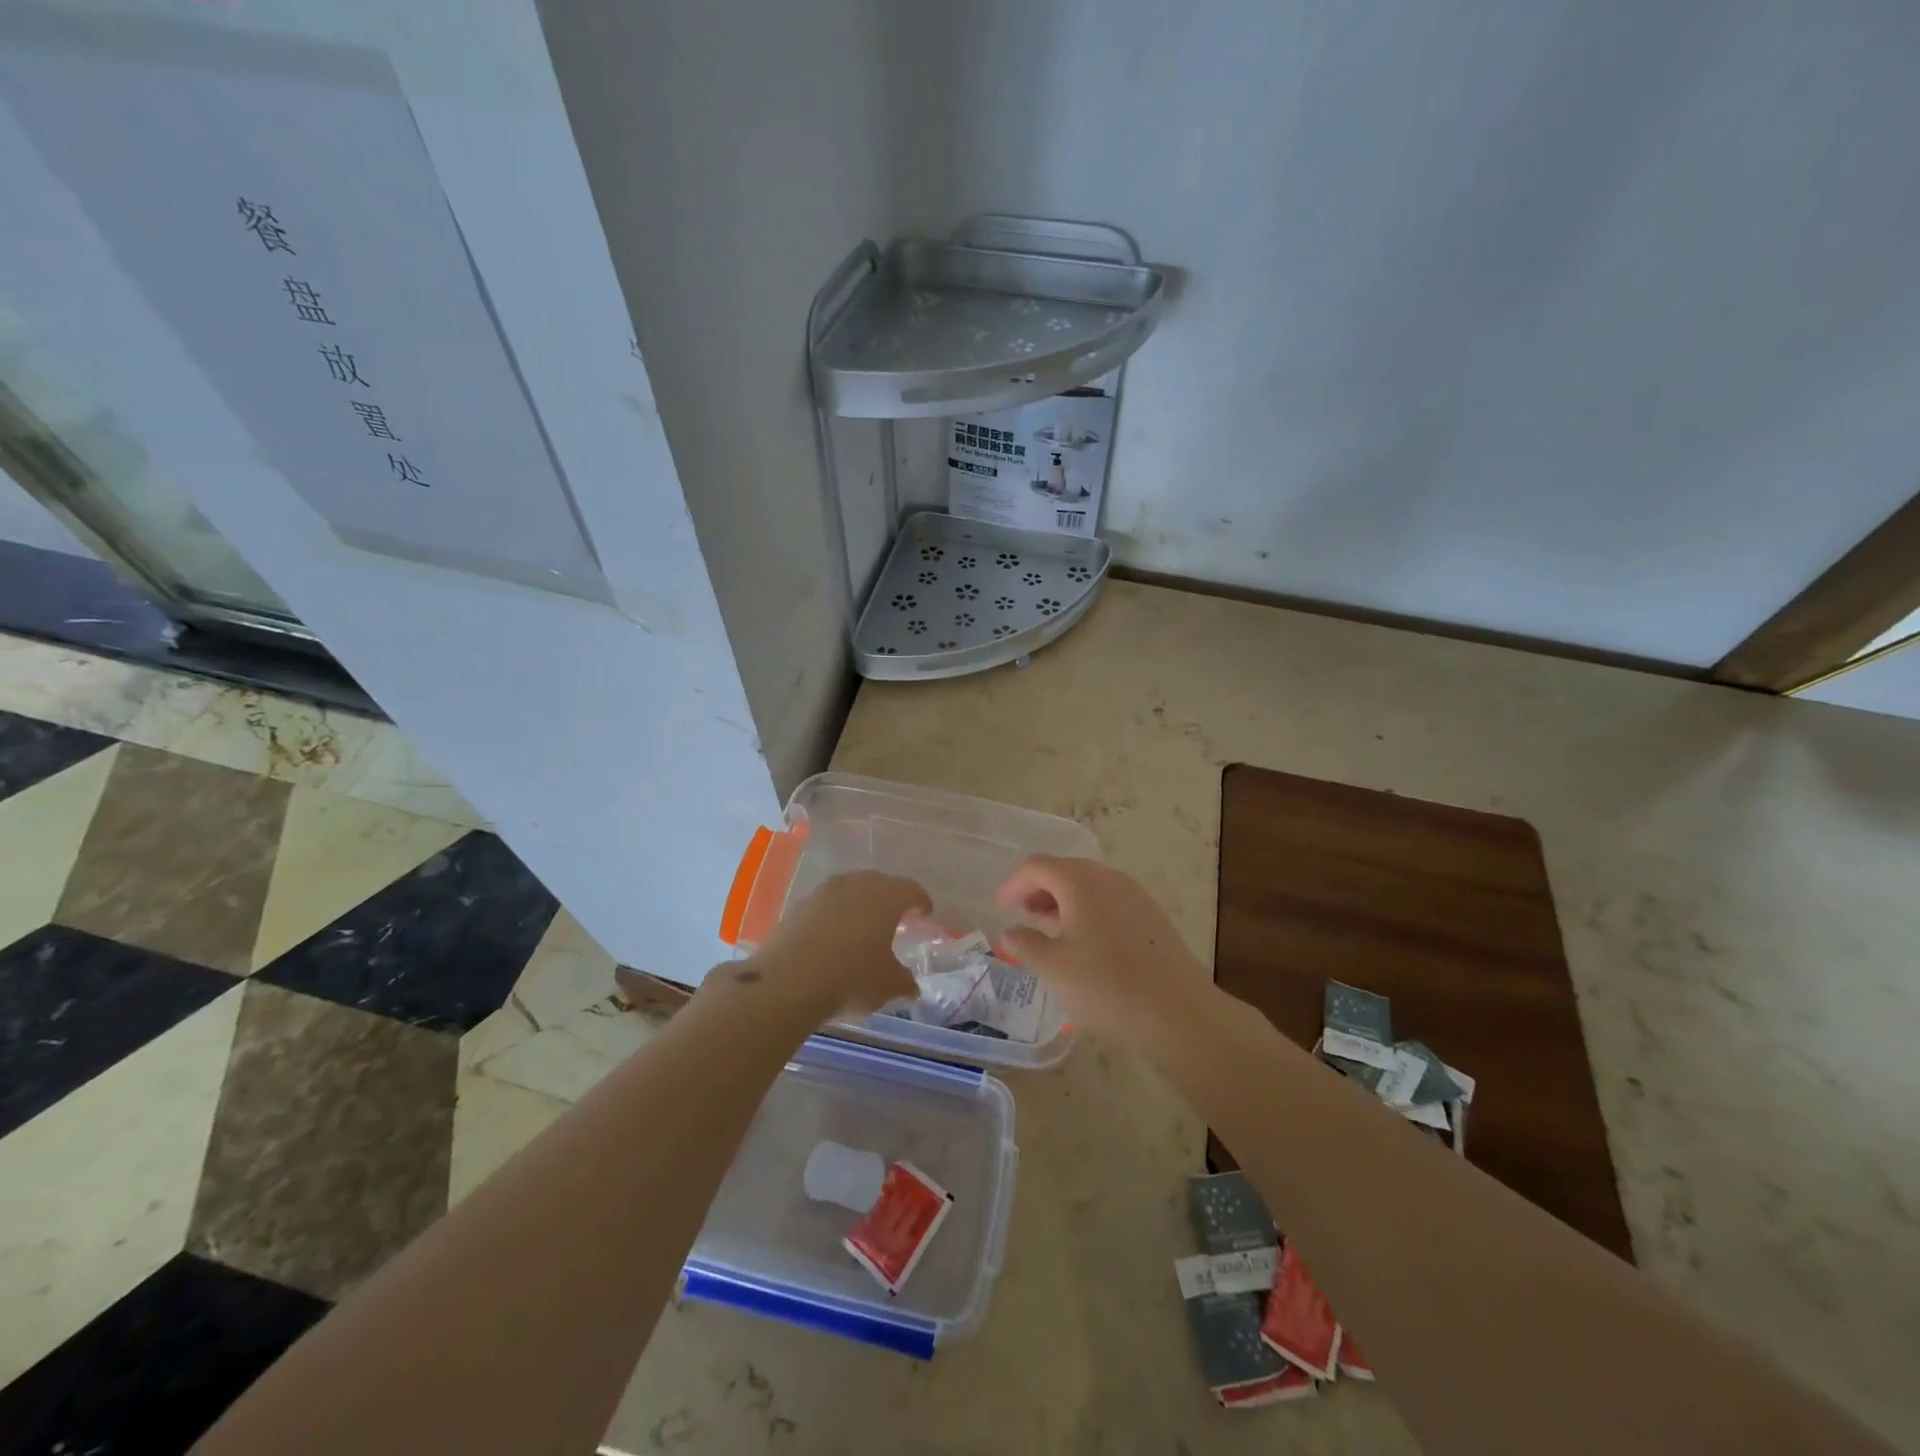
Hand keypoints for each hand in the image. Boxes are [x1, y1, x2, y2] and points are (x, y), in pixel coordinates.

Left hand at [740, 871, 928, 1019]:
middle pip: (880, 883)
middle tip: (896, 915)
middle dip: (890, 897)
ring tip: (863, 924)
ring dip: (860, 903)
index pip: (911, 890)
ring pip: (850, 889)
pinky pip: (826, 904)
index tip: (925, 912)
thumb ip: (904, 982)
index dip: (921, 901)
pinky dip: (835, 915)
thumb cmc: (851, 978)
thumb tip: (911, 986)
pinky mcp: (799, 906)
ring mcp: (824, 892)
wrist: (788, 981)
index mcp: (886, 897)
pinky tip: (834, 935)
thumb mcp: (888, 985)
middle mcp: (856, 885)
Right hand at [997, 855, 1213, 1046]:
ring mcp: (1135, 895)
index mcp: (1081, 882)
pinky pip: (1109, 900)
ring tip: (1049, 929)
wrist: (1178, 1012)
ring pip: (1088, 885)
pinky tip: (1084, 942)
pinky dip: (1087, 910)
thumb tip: (1010, 931)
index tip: (1000, 908)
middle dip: (1038, 889)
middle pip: (1065, 870)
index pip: (1037, 866)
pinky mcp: (1151, 916)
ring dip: (1063, 900)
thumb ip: (1026, 944)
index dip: (1014, 884)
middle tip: (1022, 916)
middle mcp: (1108, 878)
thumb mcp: (1054, 968)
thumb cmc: (1106, 986)